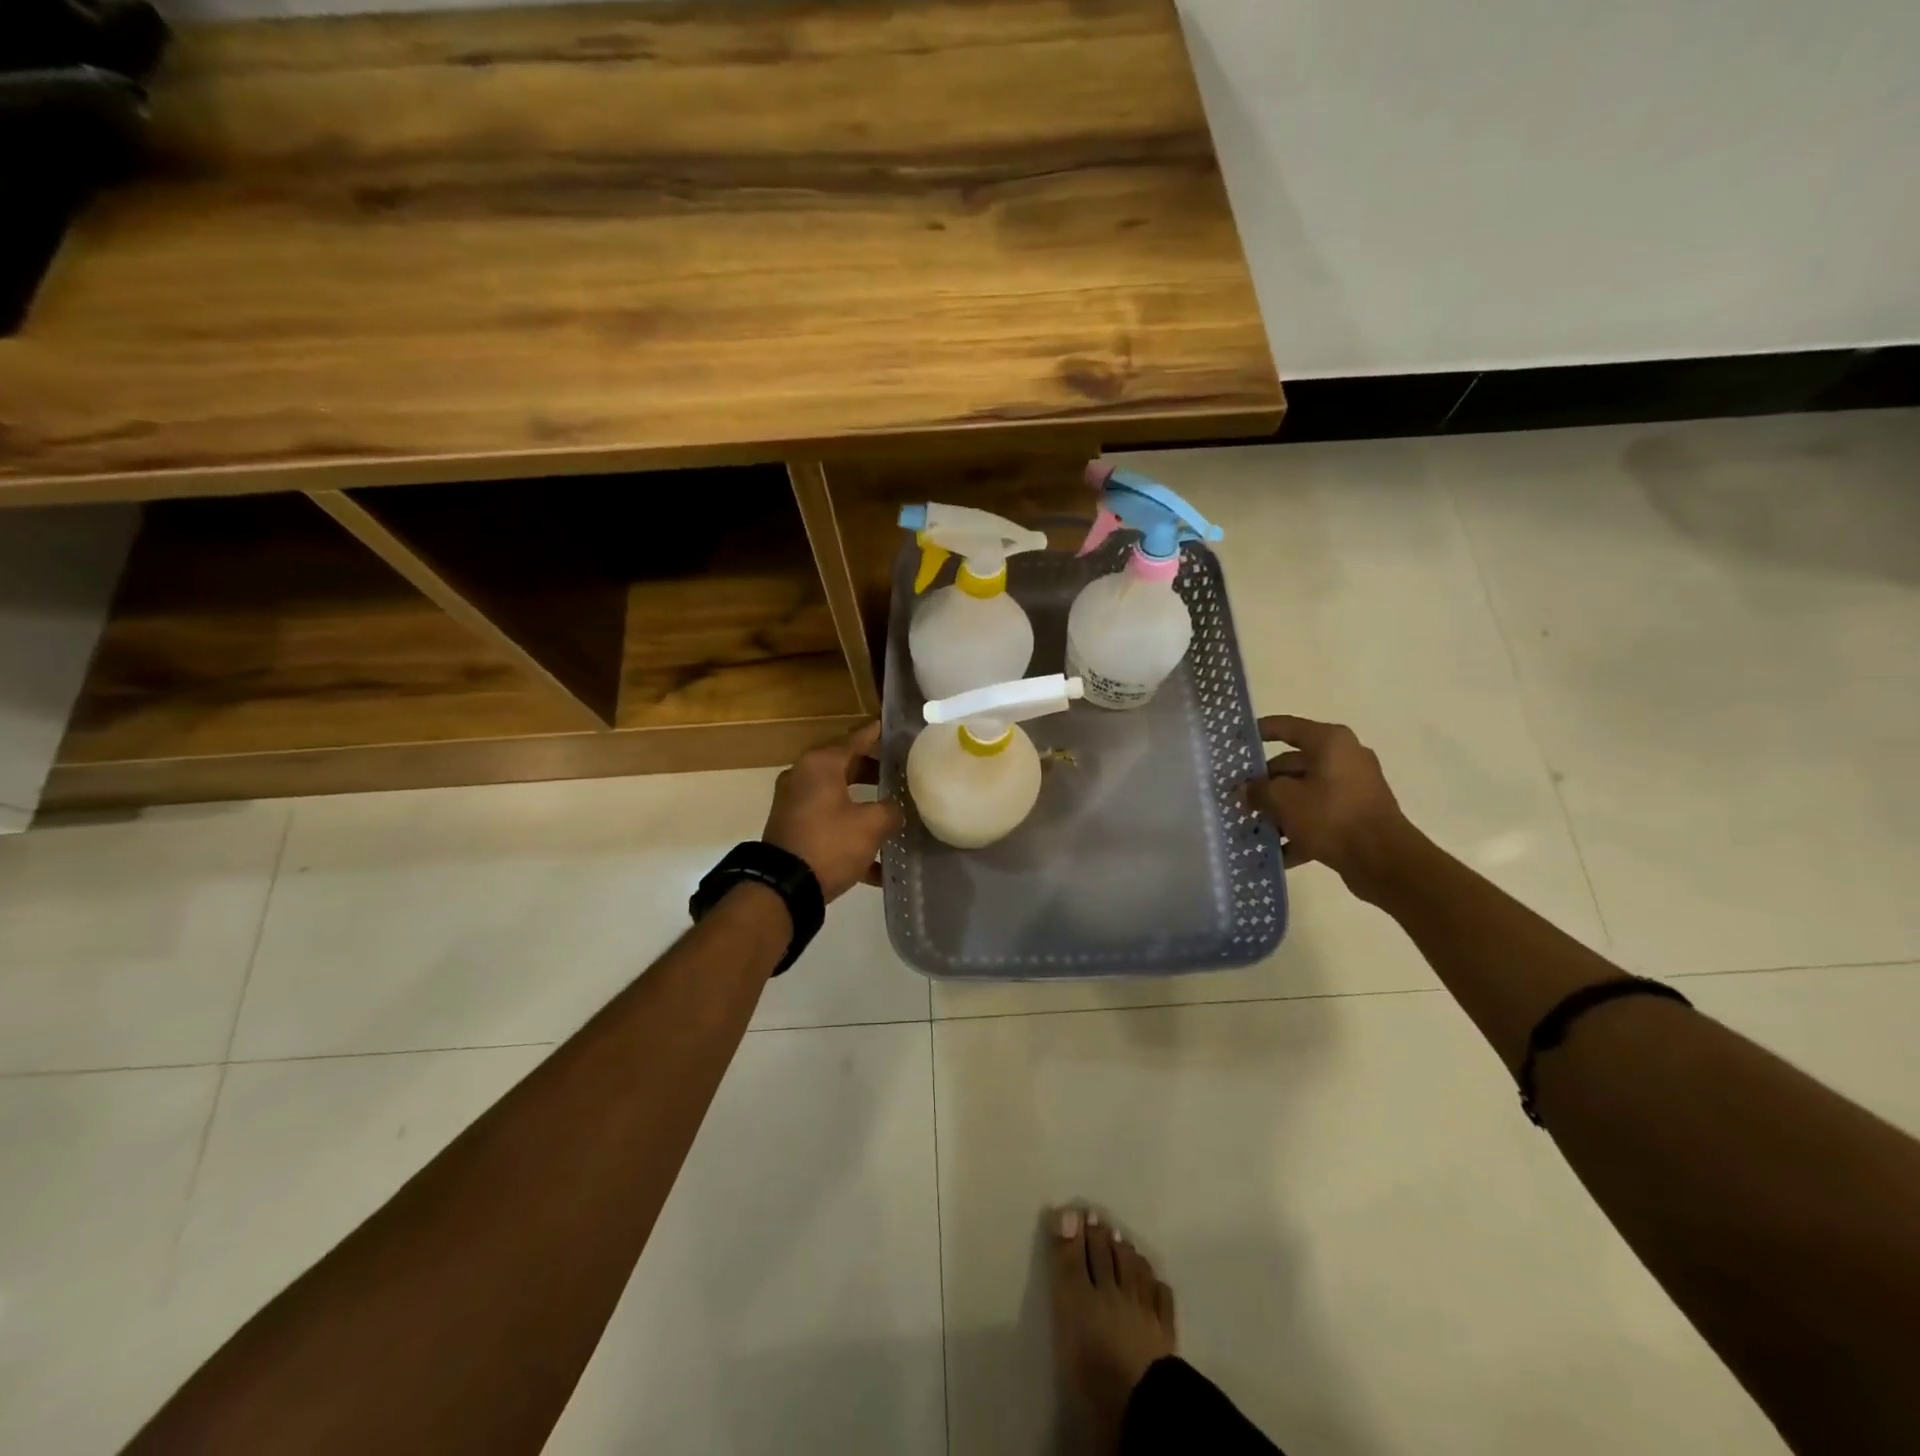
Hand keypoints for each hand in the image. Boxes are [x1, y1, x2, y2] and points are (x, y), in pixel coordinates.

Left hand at [763, 722, 904, 901]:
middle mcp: (804, 776)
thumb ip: (891, 811)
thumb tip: (896, 810)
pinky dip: (851, 832)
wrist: (783, 888)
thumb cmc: (829, 843)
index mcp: (821, 764)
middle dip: (875, 770)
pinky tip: (878, 861)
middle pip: (846, 765)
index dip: (878, 733)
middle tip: (903, 772)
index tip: (897, 729)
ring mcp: (795, 804)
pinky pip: (829, 822)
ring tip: (895, 810)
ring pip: (838, 795)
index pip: (856, 737)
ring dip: (864, 803)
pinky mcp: (793, 829)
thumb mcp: (871, 825)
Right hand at [1247, 715, 1412, 887]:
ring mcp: (1352, 788)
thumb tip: (1244, 789)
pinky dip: (1298, 829)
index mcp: (1329, 742)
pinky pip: (1318, 816)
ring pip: (1303, 793)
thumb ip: (1258, 790)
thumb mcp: (1283, 799)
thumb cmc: (1331, 815)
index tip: (1234, 741)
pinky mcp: (1356, 816)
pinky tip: (1275, 851)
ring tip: (1251, 826)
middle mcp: (1344, 758)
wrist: (1383, 860)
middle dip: (1263, 783)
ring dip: (1278, 810)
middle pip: (1292, 764)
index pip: (1285, 727)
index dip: (1257, 732)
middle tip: (1236, 798)